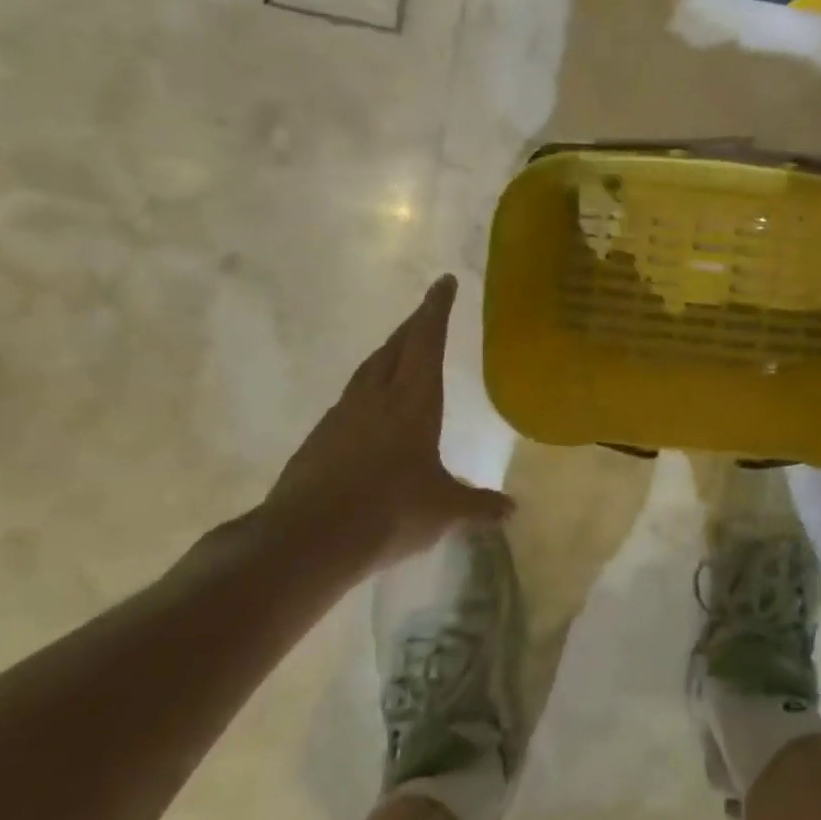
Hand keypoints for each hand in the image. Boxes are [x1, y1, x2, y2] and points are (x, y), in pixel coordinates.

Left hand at [257, 275, 511, 579]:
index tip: (444, 282)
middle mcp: (376, 397)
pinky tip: (371, 406)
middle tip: (427, 311)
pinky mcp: (320, 437)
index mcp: (413, 402)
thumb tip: (512, 509)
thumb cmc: (389, 512)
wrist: (308, 538)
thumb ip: (478, 505)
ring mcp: (343, 415)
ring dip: (388, 352)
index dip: (437, 310)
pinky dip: (368, 387)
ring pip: (369, 369)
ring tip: (401, 351)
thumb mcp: (443, 510)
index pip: (427, 342)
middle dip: (414, 325)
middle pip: (396, 347)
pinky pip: (351, 397)